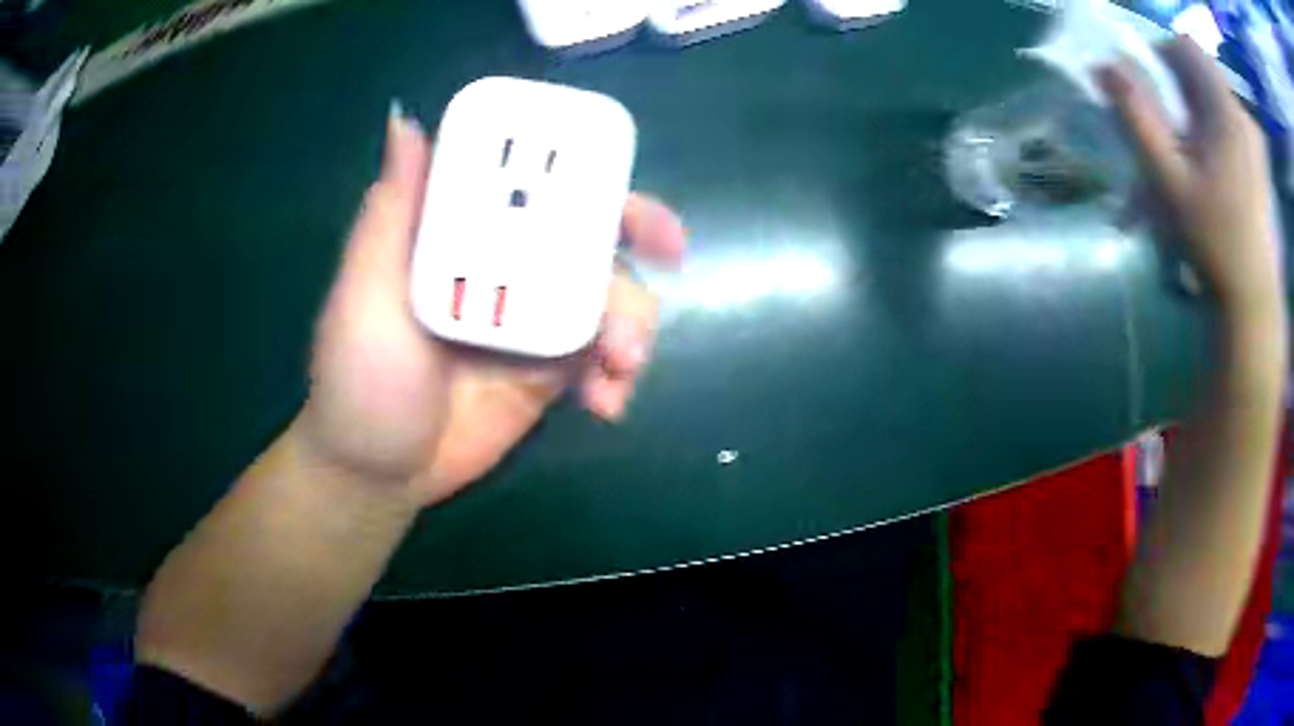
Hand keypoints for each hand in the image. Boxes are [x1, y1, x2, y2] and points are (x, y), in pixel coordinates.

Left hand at [295, 105, 685, 505]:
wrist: (380, 474)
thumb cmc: (358, 380)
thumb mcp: (364, 292)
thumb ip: (392, 212)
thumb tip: (404, 120)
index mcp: (457, 234)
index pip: (522, 177)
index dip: (574, 161)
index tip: (614, 163)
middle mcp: (500, 264)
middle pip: (581, 229)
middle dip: (634, 231)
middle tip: (668, 247)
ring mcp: (530, 317)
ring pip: (605, 293)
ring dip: (632, 319)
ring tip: (623, 360)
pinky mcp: (549, 371)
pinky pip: (601, 356)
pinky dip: (617, 374)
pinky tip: (609, 402)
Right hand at [1099, 37, 1282, 319]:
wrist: (1254, 301)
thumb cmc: (1215, 242)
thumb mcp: (1169, 180)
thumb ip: (1136, 118)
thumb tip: (1103, 66)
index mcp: (1226, 109)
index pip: (1186, 48)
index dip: (1164, 56)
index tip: (1155, 91)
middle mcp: (1242, 115)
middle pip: (1202, 72)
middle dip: (1180, 88)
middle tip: (1170, 126)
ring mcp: (1254, 140)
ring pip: (1216, 97)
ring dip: (1196, 111)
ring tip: (1189, 151)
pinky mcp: (1260, 161)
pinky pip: (1231, 121)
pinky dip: (1214, 129)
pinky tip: (1210, 164)